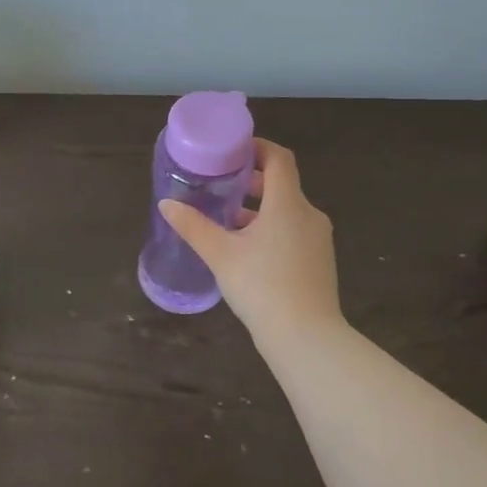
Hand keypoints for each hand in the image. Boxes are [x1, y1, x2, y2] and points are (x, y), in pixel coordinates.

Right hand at [159, 139, 343, 345]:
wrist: (306, 338)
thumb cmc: (262, 287)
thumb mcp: (220, 255)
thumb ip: (193, 226)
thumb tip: (166, 204)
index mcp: (288, 204)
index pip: (279, 158)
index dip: (257, 148)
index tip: (232, 151)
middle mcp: (309, 214)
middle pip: (282, 184)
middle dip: (252, 181)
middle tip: (221, 185)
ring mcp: (318, 239)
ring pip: (287, 210)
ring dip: (259, 208)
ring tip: (227, 219)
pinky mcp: (319, 261)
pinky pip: (294, 231)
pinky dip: (272, 228)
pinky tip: (247, 250)